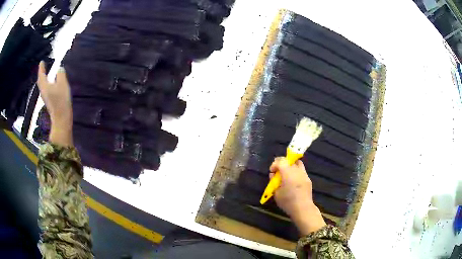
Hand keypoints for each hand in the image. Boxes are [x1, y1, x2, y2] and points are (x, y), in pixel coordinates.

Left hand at [37, 61, 72, 146]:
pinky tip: (51, 84)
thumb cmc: (61, 100)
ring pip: (43, 86)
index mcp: (45, 86)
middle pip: (40, 81)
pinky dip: (47, 84)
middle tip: (43, 68)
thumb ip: (60, 74)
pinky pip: (46, 90)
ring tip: (46, 74)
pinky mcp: (49, 102)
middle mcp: (43, 91)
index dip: (41, 68)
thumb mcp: (63, 83)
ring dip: (44, 79)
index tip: (41, 62)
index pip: (41, 75)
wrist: (61, 119)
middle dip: (41, 74)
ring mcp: (46, 98)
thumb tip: (59, 69)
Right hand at [270, 157, 325, 234]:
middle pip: (289, 160)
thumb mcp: (276, 193)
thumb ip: (274, 182)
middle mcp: (297, 170)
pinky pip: (301, 171)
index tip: (272, 171)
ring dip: (291, 166)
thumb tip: (273, 175)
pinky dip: (296, 172)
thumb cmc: (287, 201)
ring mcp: (304, 174)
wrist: (303, 208)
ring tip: (287, 174)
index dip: (274, 164)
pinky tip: (293, 181)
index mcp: (288, 172)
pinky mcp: (308, 179)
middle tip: (278, 171)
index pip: (281, 161)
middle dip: (282, 163)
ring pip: (297, 163)